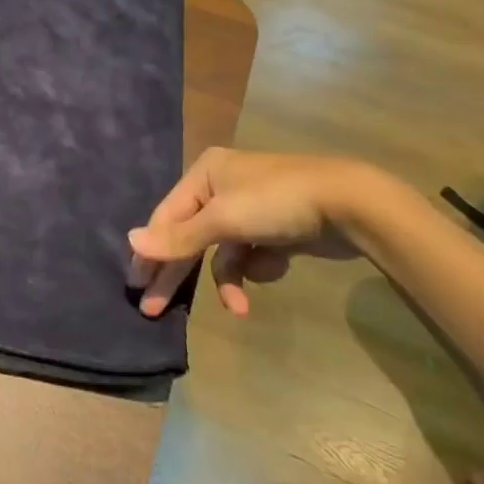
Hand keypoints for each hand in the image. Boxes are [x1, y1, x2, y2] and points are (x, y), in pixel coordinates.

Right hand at [127, 150, 371, 316]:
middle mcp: (222, 187)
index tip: (137, 285)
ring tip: (238, 306)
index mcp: (204, 174)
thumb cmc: (277, 202)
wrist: (353, 205)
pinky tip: (277, 267)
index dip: (151, 252)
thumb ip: (178, 237)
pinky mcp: (275, 229)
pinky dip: (259, 267)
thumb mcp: (223, 220)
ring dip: (229, 278)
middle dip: (177, 272)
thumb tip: (130, 242)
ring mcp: (250, 209)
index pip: (166, 217)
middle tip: (153, 309)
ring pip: (222, 252)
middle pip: (189, 236)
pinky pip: (251, 255)